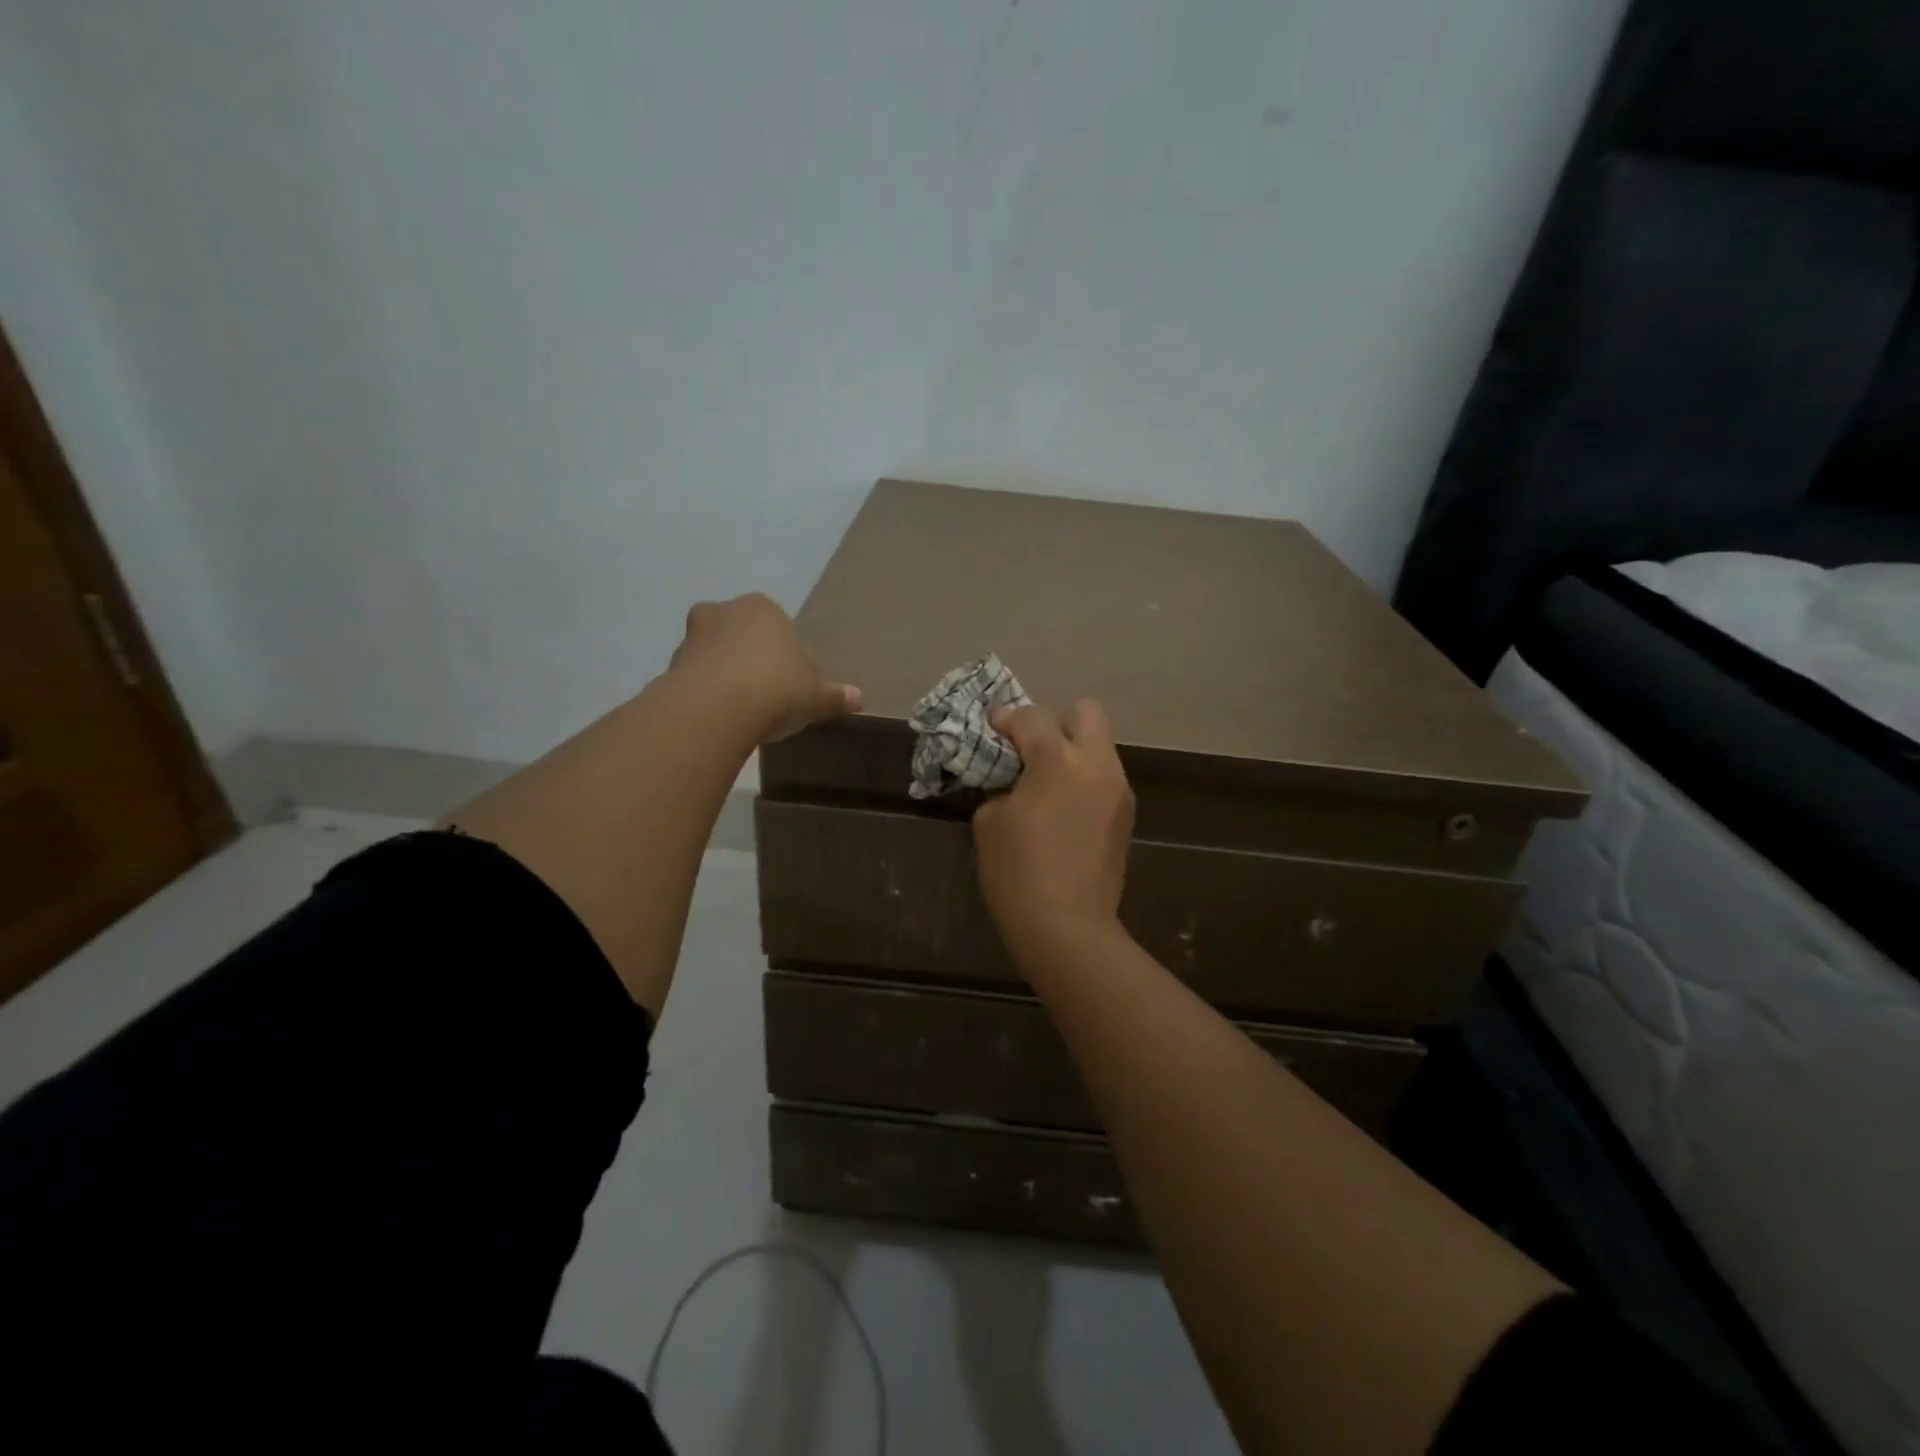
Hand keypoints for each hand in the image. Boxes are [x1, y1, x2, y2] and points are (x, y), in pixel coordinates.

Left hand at [669, 593, 862, 742]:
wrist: (716, 708)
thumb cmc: (776, 689)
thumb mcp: (815, 696)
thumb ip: (835, 695)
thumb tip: (858, 698)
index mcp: (763, 608)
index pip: (779, 628)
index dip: (786, 656)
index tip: (791, 684)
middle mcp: (724, 611)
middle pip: (742, 634)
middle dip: (750, 658)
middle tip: (765, 693)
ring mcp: (692, 636)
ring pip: (714, 653)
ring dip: (723, 674)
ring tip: (740, 709)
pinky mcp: (671, 664)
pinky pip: (694, 677)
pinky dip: (704, 692)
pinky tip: (718, 717)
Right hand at [973, 699, 1135, 961]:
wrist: (1067, 927)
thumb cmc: (1017, 872)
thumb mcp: (990, 821)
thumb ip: (1002, 783)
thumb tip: (1013, 778)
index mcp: (1058, 760)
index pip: (1031, 716)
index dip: (1006, 720)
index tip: (992, 733)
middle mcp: (1096, 764)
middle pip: (1085, 712)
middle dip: (1055, 723)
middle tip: (1030, 752)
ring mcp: (1118, 789)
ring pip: (1099, 746)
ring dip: (1072, 752)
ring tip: (1046, 785)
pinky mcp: (1127, 815)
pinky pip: (1103, 777)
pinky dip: (1083, 779)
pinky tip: (1064, 811)